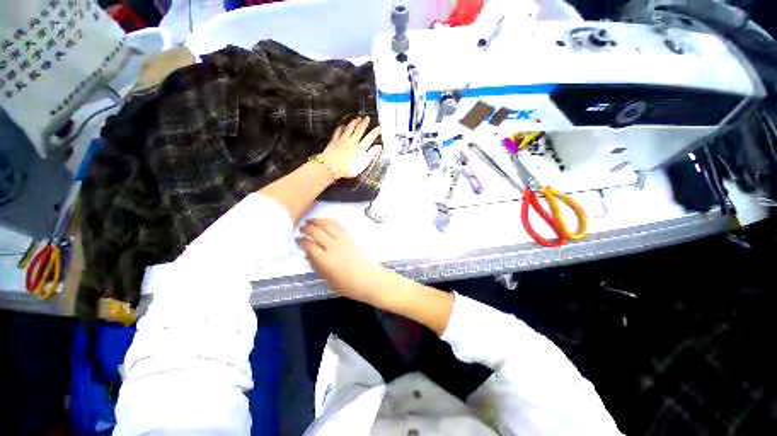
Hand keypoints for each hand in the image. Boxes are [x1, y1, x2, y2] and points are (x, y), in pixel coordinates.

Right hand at [297, 218, 386, 305]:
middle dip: (307, 229)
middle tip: (301, 228)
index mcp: (326, 261)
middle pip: (317, 232)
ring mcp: (344, 241)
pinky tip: (326, 222)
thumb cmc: (350, 286)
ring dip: (318, 221)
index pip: (310, 246)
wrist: (372, 280)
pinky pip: (339, 226)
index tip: (297, 240)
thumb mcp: (329, 281)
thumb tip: (309, 255)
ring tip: (311, 220)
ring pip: (328, 225)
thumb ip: (318, 267)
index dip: (301, 241)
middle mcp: (334, 247)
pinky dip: (330, 221)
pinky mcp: (351, 238)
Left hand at [320, 116, 381, 178]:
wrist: (331, 167)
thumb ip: (371, 154)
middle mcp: (353, 141)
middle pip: (360, 129)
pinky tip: (343, 125)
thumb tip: (378, 147)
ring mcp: (343, 139)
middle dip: (364, 123)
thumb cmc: (347, 169)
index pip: (370, 137)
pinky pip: (339, 130)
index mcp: (361, 148)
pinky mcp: (335, 140)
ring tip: (358, 118)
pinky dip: (341, 126)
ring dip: (354, 122)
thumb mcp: (363, 165)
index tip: (379, 128)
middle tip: (367, 118)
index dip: (375, 131)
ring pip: (350, 127)